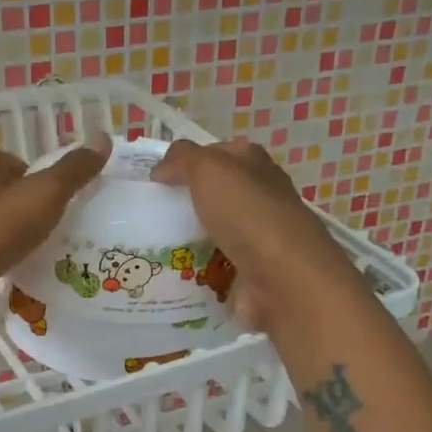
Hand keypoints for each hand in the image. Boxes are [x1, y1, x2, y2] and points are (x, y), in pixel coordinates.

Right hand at [151, 137, 355, 331]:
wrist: (282, 277)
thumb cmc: (247, 213)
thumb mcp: (209, 169)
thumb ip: (182, 160)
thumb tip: (161, 170)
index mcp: (255, 166)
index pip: (219, 154)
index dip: (189, 161)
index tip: (157, 179)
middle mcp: (259, 198)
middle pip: (215, 195)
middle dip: (185, 203)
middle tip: (149, 214)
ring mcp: (256, 238)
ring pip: (212, 233)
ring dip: (186, 240)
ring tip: (151, 247)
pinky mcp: (249, 273)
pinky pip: (213, 268)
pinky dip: (195, 271)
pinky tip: (172, 274)